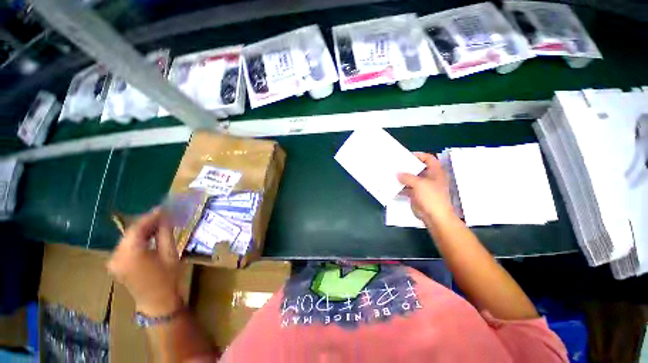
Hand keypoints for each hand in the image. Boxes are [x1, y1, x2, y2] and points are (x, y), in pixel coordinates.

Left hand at [107, 208, 182, 315]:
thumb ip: (165, 233)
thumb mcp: (170, 253)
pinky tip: (149, 236)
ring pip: (128, 238)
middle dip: (147, 222)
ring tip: (159, 224)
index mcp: (130, 254)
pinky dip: (138, 239)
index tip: (163, 208)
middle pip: (131, 232)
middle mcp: (116, 256)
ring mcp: (114, 261)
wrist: (156, 302)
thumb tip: (165, 217)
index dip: (151, 216)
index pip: (137, 228)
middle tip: (163, 215)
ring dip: (143, 230)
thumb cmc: (167, 278)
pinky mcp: (115, 264)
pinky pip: (126, 246)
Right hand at [398, 152, 453, 224]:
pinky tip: (392, 186)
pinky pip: (408, 188)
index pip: (428, 158)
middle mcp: (430, 177)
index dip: (418, 155)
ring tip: (391, 174)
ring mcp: (423, 187)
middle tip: (395, 165)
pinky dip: (401, 187)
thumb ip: (407, 177)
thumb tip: (397, 174)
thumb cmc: (431, 197)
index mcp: (435, 172)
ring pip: (412, 178)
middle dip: (407, 167)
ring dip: (402, 177)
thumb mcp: (419, 184)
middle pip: (418, 168)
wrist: (434, 216)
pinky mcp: (417, 194)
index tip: (406, 156)